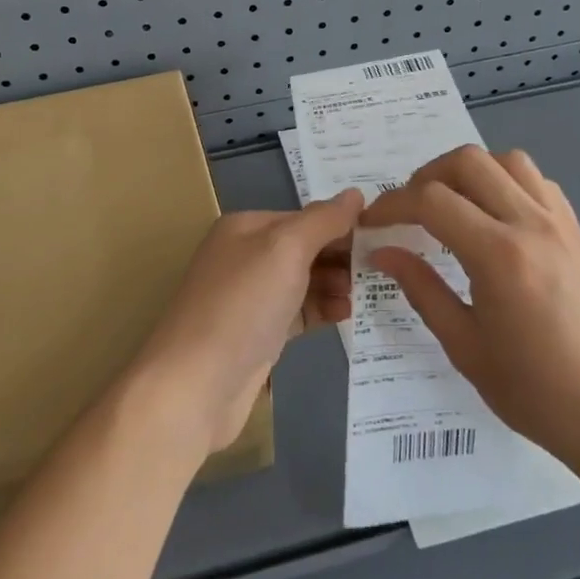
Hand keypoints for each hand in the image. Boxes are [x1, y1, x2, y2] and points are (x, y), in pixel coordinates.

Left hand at [134, 190, 362, 455]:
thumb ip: (323, 220)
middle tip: (381, 271)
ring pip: (304, 281)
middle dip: (341, 256)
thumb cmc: (242, 305)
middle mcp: (245, 256)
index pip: (305, 217)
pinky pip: (298, 312)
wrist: (196, 383)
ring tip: (365, 295)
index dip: (342, 226)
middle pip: (305, 248)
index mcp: (246, 227)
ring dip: (336, 284)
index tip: (383, 239)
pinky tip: (347, 315)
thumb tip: (356, 194)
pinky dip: (322, 310)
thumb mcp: (285, 249)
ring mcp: (251, 297)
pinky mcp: (258, 334)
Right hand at [363, 146, 579, 471]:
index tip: (372, 223)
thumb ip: (421, 289)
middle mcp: (531, 225)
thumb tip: (383, 252)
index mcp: (498, 256)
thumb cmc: (535, 391)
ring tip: (451, 206)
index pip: (431, 200)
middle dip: (426, 177)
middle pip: (468, 162)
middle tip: (409, 211)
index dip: (392, 205)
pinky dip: (506, 183)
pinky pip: (537, 182)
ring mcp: (560, 224)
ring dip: (469, 172)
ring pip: (507, 160)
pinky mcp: (578, 232)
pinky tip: (494, 218)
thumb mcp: (464, 346)